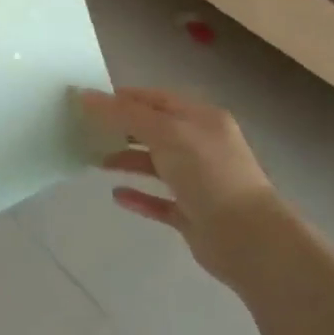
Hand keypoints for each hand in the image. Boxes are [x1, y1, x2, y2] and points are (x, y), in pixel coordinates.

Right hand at [81, 87, 275, 287]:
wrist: (248, 239)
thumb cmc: (208, 173)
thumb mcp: (165, 133)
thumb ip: (125, 114)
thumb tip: (85, 95)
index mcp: (201, 118)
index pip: (156, 98)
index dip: (124, 97)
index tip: (89, 102)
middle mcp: (201, 145)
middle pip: (154, 129)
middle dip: (122, 128)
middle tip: (86, 130)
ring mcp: (198, 181)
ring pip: (156, 164)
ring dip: (127, 159)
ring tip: (94, 161)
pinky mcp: (193, 214)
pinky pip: (160, 201)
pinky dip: (139, 196)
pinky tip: (117, 195)